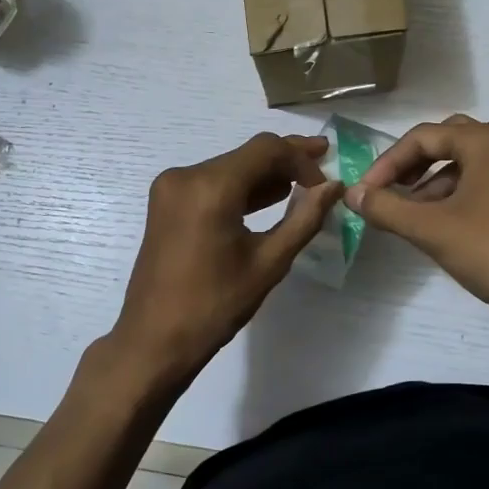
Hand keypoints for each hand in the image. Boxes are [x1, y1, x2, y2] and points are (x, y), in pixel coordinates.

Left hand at [110, 133, 343, 389]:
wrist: (154, 339)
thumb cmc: (214, 306)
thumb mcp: (268, 263)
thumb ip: (304, 218)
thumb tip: (334, 186)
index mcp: (210, 187)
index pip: (266, 149)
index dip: (301, 158)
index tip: (325, 183)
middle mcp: (185, 175)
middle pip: (246, 154)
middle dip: (285, 161)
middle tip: (323, 166)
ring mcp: (171, 187)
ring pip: (229, 167)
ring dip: (263, 174)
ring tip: (303, 185)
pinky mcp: (166, 202)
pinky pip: (211, 183)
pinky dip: (239, 188)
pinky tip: (268, 198)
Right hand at [347, 114, 488, 334]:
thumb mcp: (432, 230)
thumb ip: (387, 208)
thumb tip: (351, 194)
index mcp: (485, 142)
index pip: (422, 138)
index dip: (387, 163)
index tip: (366, 194)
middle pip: (446, 141)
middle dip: (412, 165)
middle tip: (388, 191)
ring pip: (466, 163)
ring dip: (433, 182)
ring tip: (409, 215)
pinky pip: (484, 181)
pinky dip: (457, 194)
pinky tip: (443, 226)